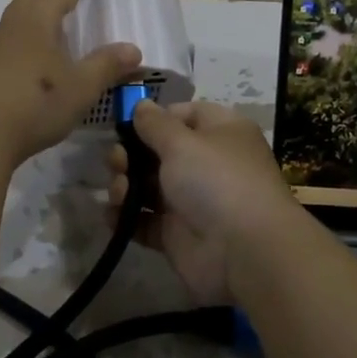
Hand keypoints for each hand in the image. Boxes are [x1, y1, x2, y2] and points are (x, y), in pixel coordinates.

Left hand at [0, 0, 141, 164]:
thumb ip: (106, 66)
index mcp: (38, 21)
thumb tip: (133, 49)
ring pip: (10, 18)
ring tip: (32, 11)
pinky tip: (11, 56)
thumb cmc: (34, 104)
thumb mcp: (80, 88)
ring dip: (24, 8)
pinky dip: (11, 40)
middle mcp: (11, 27)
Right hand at [106, 99, 297, 304]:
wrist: (245, 253)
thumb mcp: (182, 142)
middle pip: (160, 151)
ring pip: (149, 185)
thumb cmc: (216, 181)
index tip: (126, 124)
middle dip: (131, 154)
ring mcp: (192, 201)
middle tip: (115, 161)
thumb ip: (155, 124)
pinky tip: (111, 215)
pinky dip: (126, 217)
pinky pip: (145, 220)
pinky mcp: (177, 234)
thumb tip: (141, 104)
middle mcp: (207, 163)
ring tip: (117, 191)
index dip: (155, 118)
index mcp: (220, 132)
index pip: (184, 114)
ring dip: (125, 184)